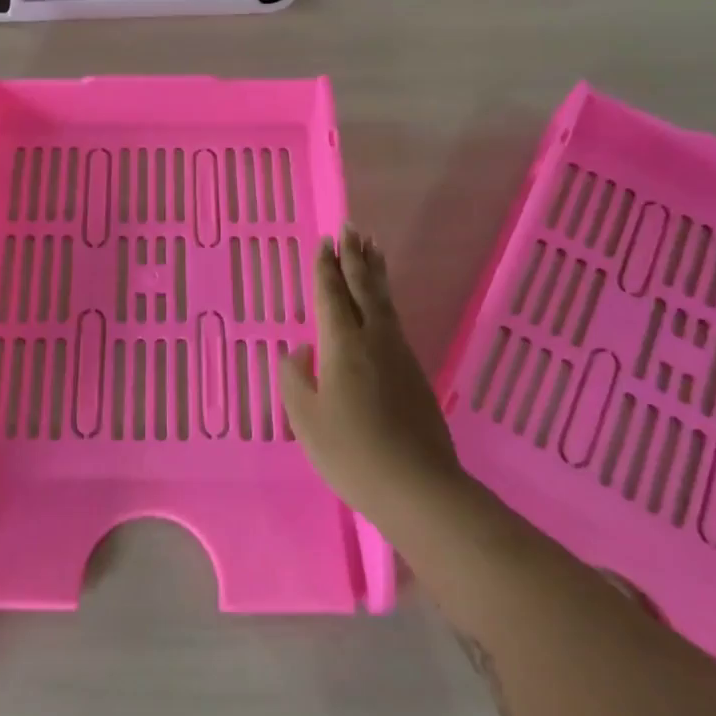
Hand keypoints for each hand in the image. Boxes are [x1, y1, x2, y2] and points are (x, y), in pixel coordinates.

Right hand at [279, 230, 468, 529]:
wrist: (419, 488)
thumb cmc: (351, 453)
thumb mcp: (306, 420)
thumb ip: (296, 379)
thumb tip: (299, 350)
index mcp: (342, 345)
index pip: (331, 296)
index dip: (326, 268)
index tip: (325, 241)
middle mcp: (373, 339)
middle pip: (363, 288)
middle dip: (355, 257)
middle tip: (352, 228)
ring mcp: (399, 354)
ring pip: (384, 301)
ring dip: (375, 272)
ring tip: (372, 248)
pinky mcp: (415, 372)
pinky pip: (394, 319)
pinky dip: (385, 298)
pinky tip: (382, 304)